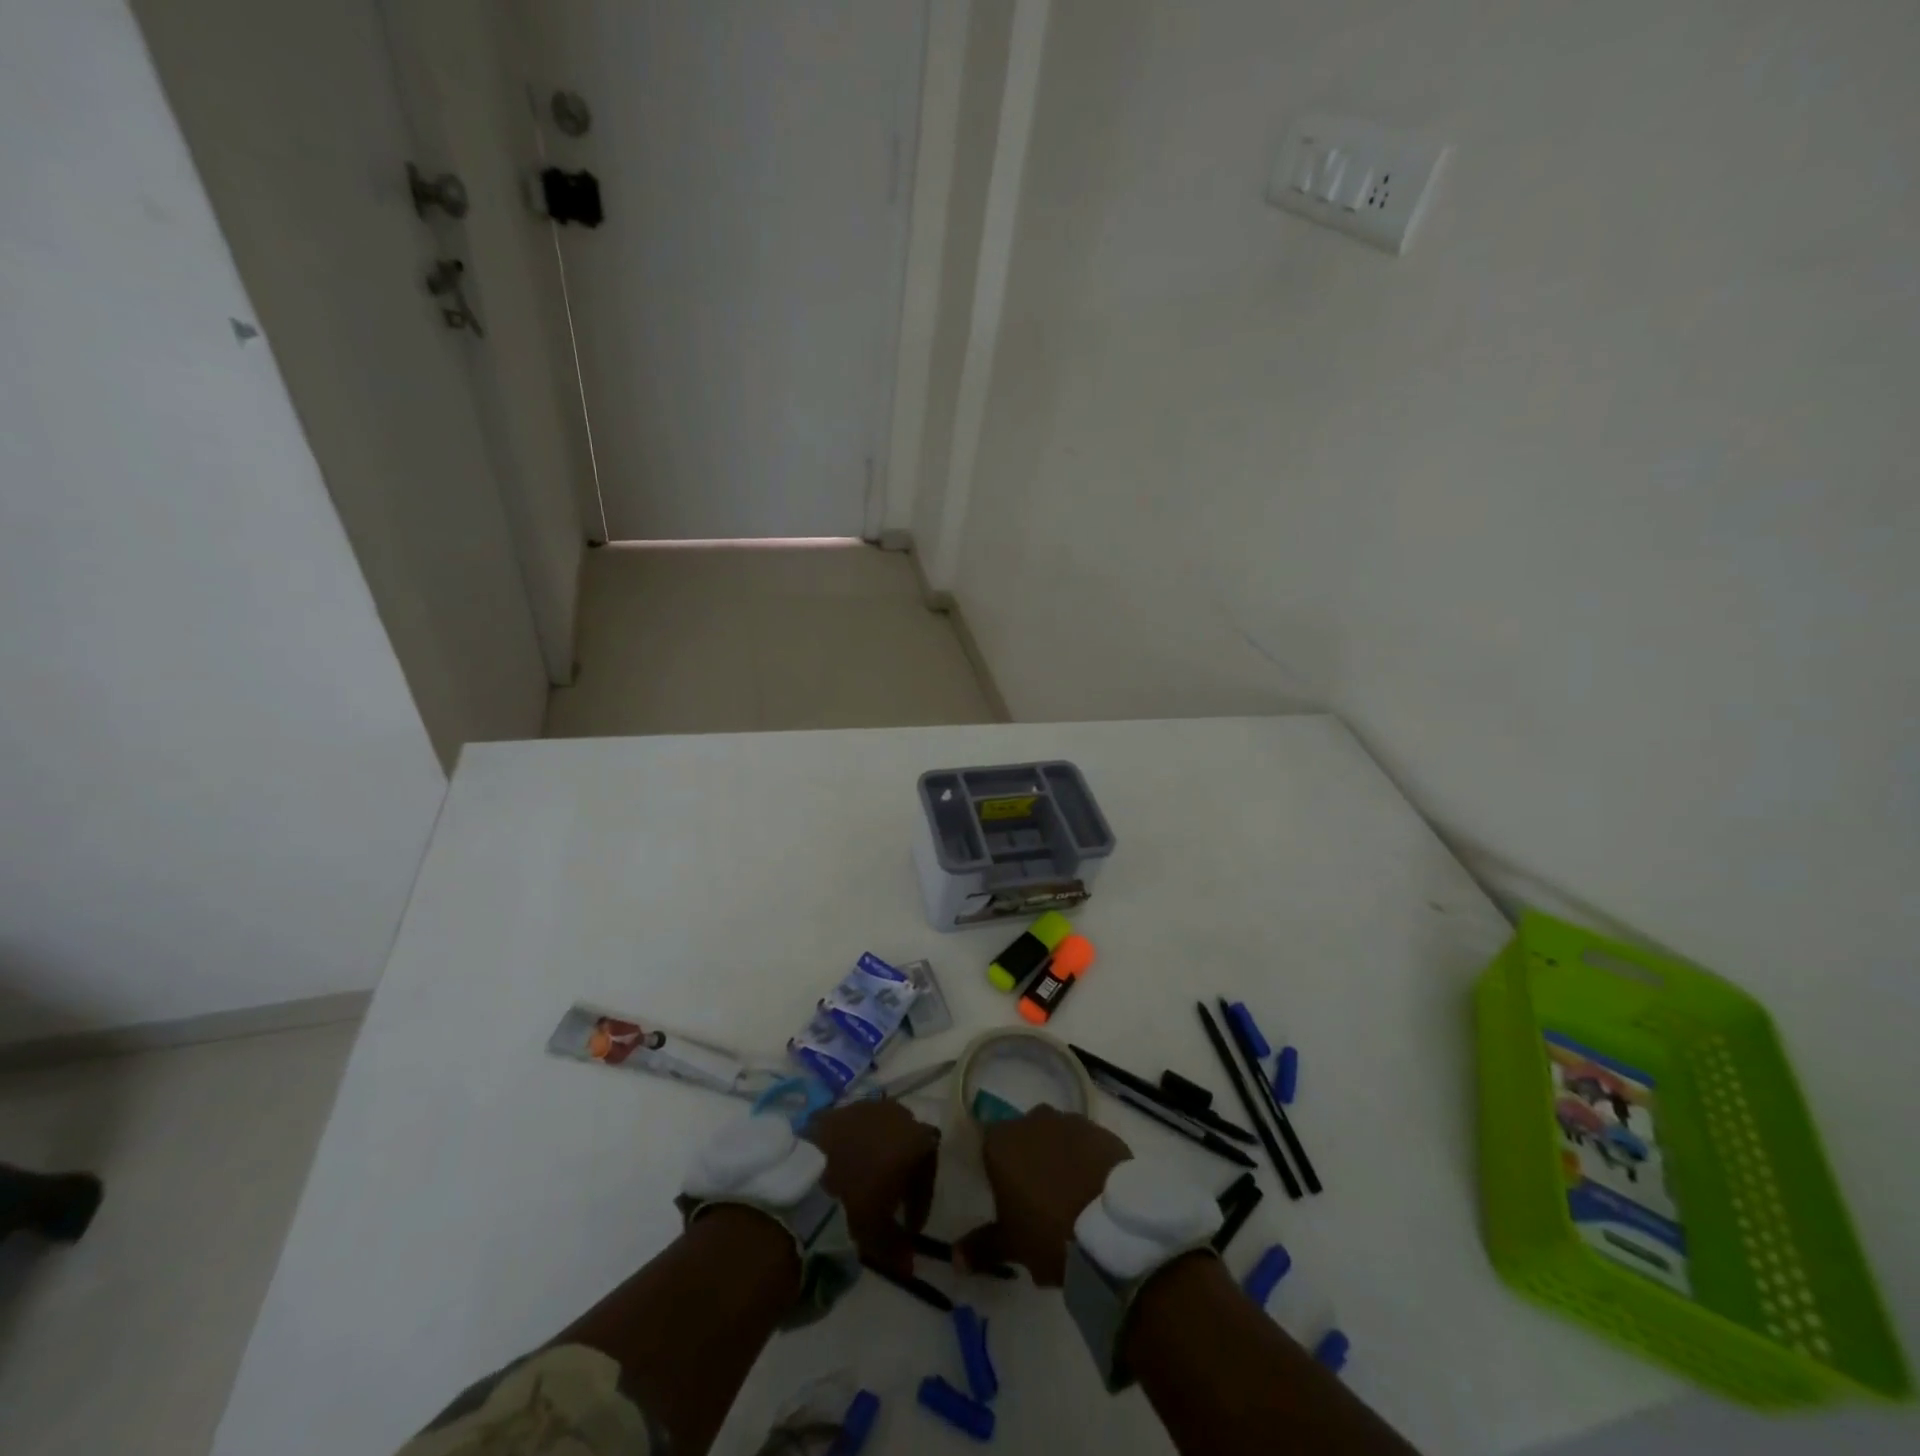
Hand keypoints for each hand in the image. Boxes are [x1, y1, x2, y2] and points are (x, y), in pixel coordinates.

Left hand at [805, 1099, 939, 1277]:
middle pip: (907, 1137)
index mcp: (914, 1139)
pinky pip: (851, 1126)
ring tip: (863, 1181)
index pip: (930, 1162)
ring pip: (878, 1127)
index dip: (922, 1195)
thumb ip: (900, 1249)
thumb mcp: (881, 1236)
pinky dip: (851, 1144)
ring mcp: (861, 1107)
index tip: (910, 1225)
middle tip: (891, 1197)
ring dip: (876, 1151)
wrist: (804, 1186)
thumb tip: (909, 1267)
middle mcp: (893, 1114)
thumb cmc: (854, 1207)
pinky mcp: (833, 1110)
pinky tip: (839, 1168)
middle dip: (902, 1165)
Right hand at [956, 1106, 1129, 1284]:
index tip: (1004, 1195)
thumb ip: (981, 1247)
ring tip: (1068, 1195)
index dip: (995, 1168)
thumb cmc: (1049, 1232)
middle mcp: (1032, 1119)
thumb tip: (954, 1258)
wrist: (1112, 1226)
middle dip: (1027, 1160)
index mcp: (1001, 1142)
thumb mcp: (1012, 1245)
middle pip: (1023, 1136)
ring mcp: (1069, 1120)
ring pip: (1055, 1137)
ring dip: (1057, 1157)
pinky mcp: (1101, 1130)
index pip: (988, 1144)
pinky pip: (1085, 1143)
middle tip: (1035, 1198)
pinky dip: (1085, 1159)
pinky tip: (1093, 1188)